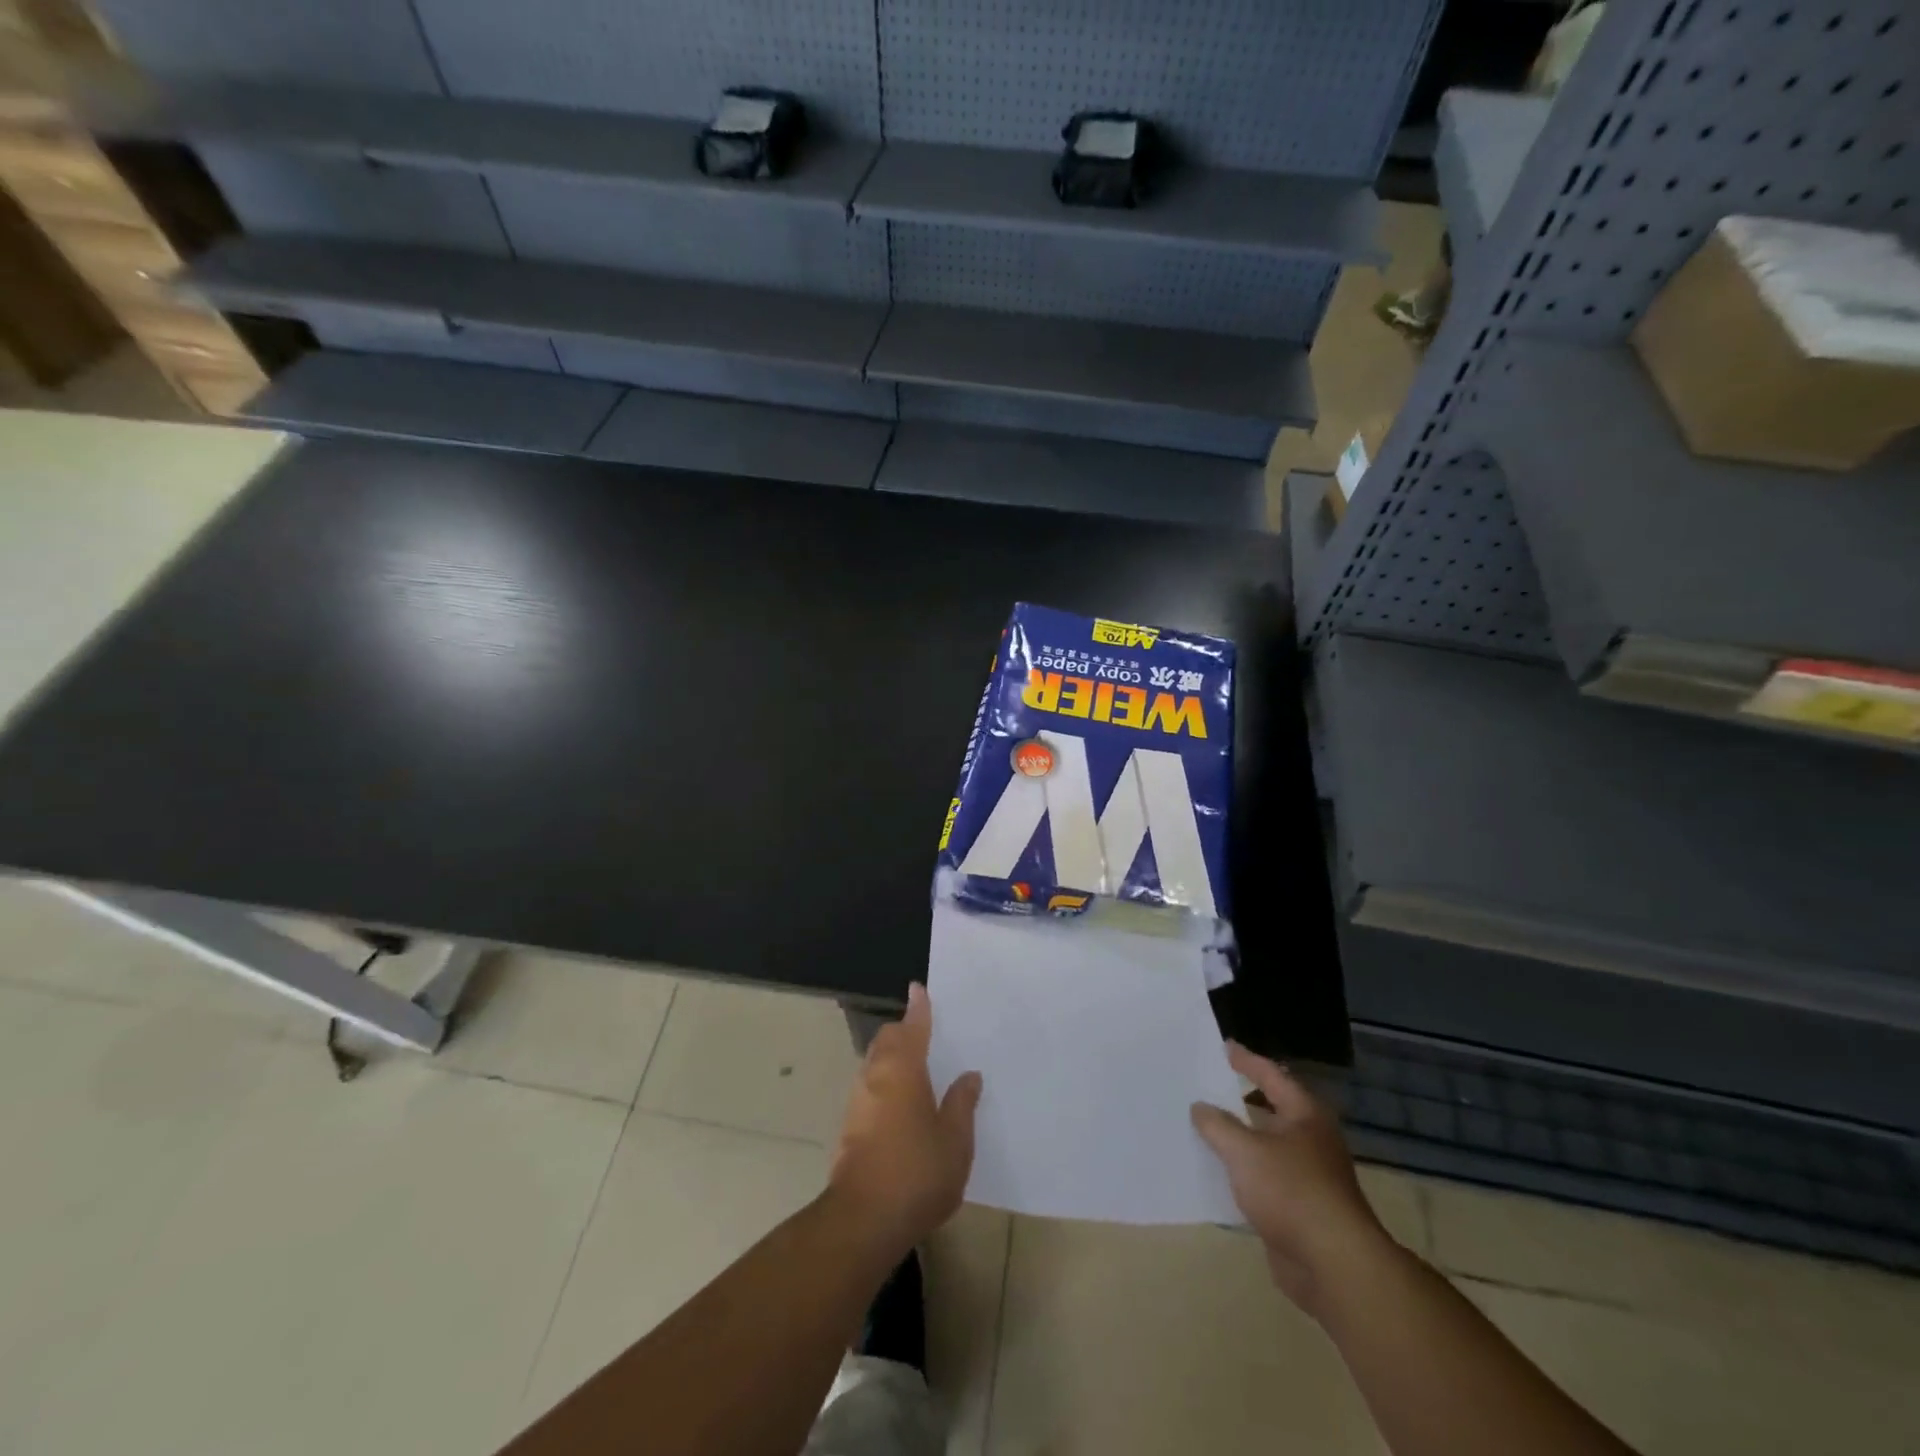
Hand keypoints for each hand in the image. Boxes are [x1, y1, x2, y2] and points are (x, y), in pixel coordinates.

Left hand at [830, 982, 982, 1256]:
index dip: (918, 1008)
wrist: (863, 1220)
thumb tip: (968, 1076)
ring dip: (892, 1059)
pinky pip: (870, 1089)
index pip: (912, 1027)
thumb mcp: (955, 1140)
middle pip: (887, 1040)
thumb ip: (962, 1104)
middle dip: (903, 1032)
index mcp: (903, 1070)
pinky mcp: (849, 1127)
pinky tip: (903, 1106)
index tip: (919, 989)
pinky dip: (886, 1084)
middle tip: (926, 1035)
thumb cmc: (917, 1173)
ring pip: (874, 1064)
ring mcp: (858, 1102)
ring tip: (918, 1070)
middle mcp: (875, 1076)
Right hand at [1192, 1042, 1392, 1315]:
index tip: (1224, 1047)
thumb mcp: (1244, 1151)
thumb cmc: (1291, 1191)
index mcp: (1305, 1115)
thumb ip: (1218, 1125)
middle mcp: (1309, 1140)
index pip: (1271, 1076)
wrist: (1333, 1265)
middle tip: (1204, 1087)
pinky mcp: (1298, 1209)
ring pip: (1264, 1147)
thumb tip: (1200, 1107)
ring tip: (1200, 1128)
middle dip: (1238, 1101)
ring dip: (1236, 1140)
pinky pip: (1261, 1180)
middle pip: (1269, 1110)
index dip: (1246, 1061)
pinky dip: (1240, 1174)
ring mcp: (1306, 1176)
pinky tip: (1213, 1173)